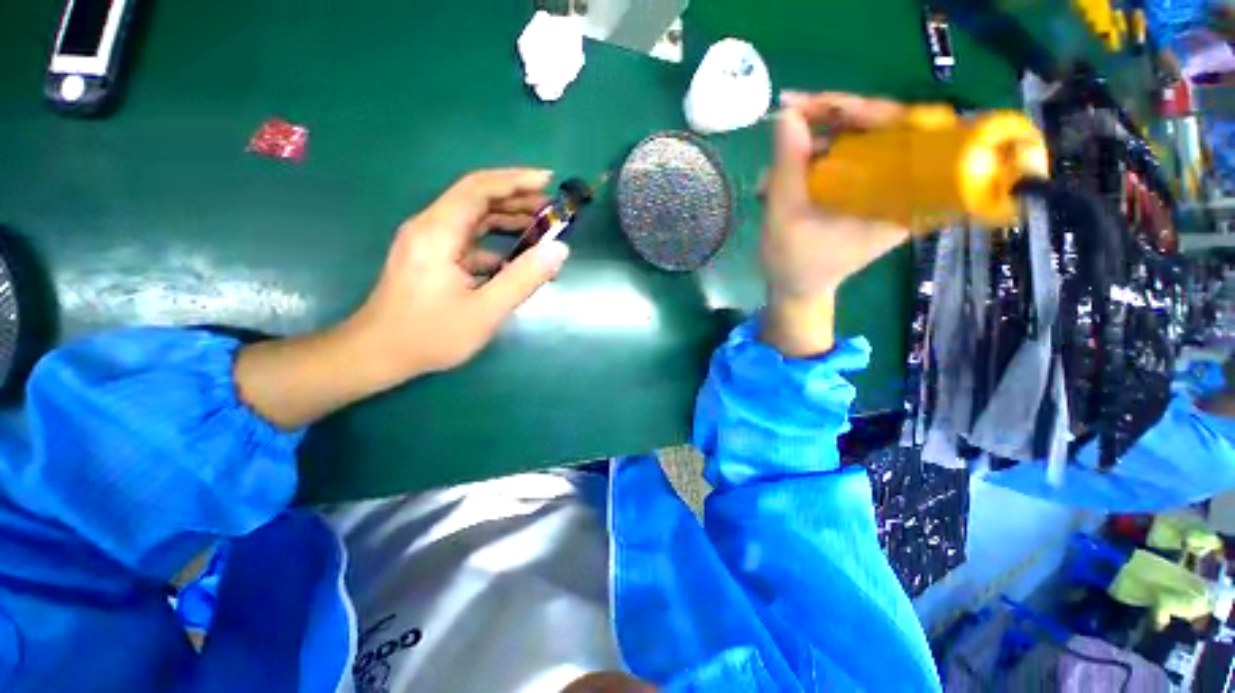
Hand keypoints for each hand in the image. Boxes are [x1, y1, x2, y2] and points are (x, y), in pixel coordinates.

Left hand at [347, 168, 568, 383]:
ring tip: (541, 228)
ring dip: (507, 220)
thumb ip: (523, 279)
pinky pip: (469, 241)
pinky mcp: (433, 258)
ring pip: (474, 219)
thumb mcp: (485, 311)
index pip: (478, 189)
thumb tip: (559, 250)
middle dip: (517, 199)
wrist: (378, 354)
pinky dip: (496, 243)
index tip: (549, 181)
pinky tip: (516, 259)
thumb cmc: (430, 335)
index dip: (515, 180)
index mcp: (438, 232)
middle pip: (477, 199)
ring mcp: (430, 242)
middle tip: (552, 210)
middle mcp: (430, 227)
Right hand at [760, 92, 910, 356]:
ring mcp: (882, 187)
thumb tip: (788, 114)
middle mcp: (903, 188)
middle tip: (789, 114)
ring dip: (812, 143)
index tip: (823, 106)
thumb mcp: (784, 215)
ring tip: (772, 169)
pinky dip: (812, 158)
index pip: (906, 132)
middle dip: (830, 119)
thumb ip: (787, 165)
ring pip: (859, 140)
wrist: (795, 288)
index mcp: (901, 199)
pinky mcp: (865, 189)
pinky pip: (846, 157)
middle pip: (881, 128)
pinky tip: (781, 174)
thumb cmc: (793, 262)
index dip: (867, 111)